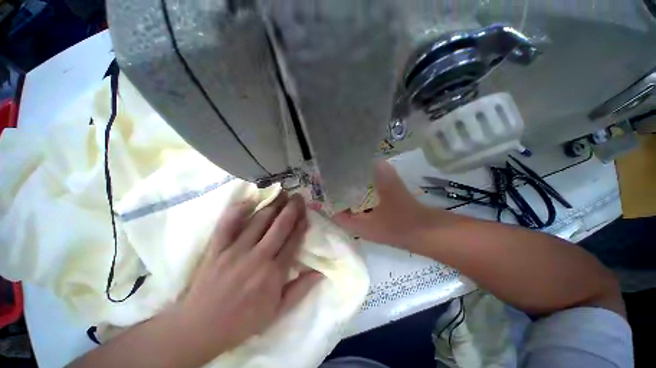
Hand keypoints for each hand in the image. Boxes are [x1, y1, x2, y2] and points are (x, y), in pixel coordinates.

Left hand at [175, 193, 321, 357]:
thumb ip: (298, 290)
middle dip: (290, 209)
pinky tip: (249, 201)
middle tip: (297, 196)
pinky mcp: (216, 247)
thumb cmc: (244, 322)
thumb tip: (319, 272)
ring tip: (280, 194)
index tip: (307, 214)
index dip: (301, 226)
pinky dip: (238, 210)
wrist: (207, 322)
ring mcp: (234, 249)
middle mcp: (257, 256)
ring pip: (257, 221)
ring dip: (271, 206)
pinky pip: (227, 223)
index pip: (292, 243)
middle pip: (278, 227)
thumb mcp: (277, 312)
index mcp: (274, 274)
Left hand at [333, 161, 443, 247]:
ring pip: (365, 206)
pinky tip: (377, 177)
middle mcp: (367, 226)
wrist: (434, 235)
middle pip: (349, 209)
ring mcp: (380, 223)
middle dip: (345, 192)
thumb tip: (375, 161)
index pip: (336, 215)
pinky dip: (375, 192)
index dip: (328, 200)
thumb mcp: (393, 195)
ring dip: (361, 191)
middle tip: (339, 171)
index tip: (323, 181)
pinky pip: (378, 203)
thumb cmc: (407, 220)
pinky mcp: (393, 218)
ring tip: (355, 170)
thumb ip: (383, 177)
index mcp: (360, 227)